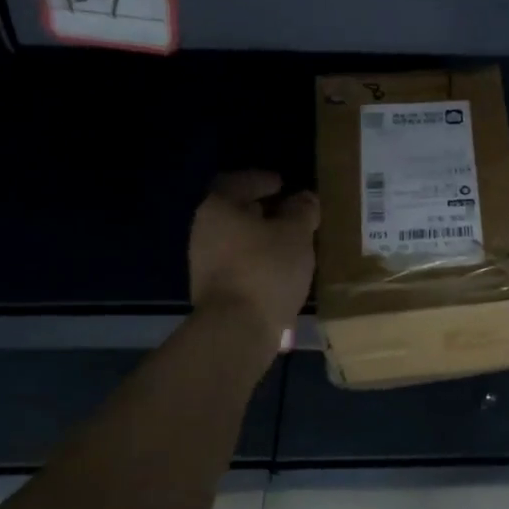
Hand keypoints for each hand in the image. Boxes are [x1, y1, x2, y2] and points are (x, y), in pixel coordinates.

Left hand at [187, 170, 318, 341]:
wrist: (237, 328)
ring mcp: (204, 261)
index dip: (261, 180)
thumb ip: (302, 210)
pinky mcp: (213, 288)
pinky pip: (239, 262)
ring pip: (237, 239)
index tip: (282, 184)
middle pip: (235, 211)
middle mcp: (204, 230)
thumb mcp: (297, 233)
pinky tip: (281, 267)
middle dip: (263, 209)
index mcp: (219, 208)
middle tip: (291, 211)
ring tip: (292, 242)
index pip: (238, 182)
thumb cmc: (267, 268)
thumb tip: (304, 198)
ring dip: (262, 237)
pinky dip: (258, 259)